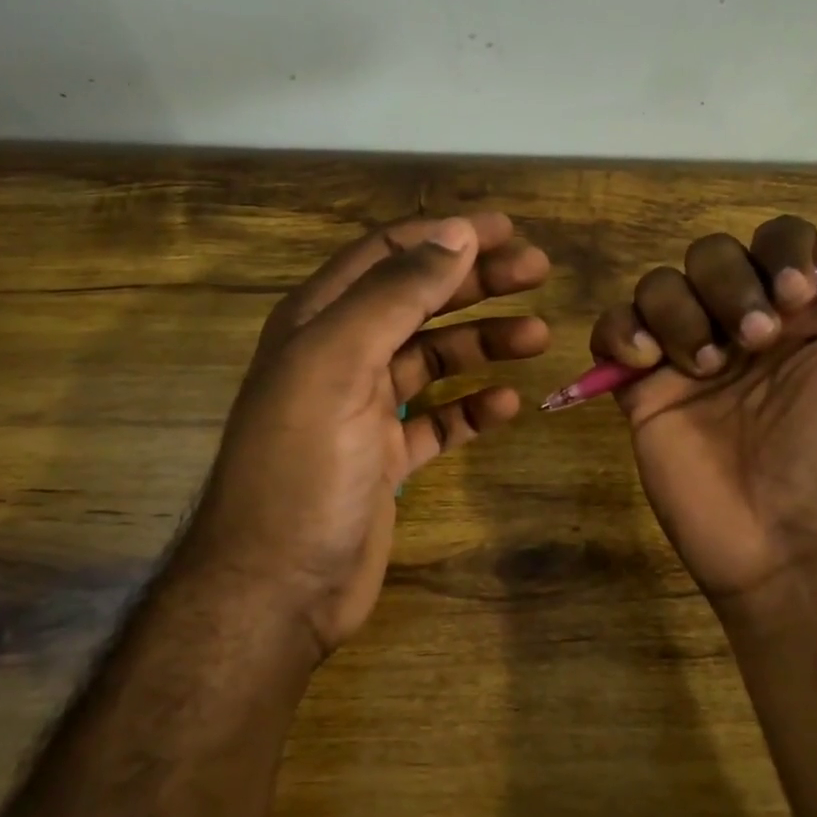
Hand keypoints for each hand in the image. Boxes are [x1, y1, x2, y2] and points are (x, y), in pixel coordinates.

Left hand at [186, 213, 550, 656]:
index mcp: (319, 321)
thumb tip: (454, 234)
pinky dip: (473, 408)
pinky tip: (508, 406)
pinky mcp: (387, 456)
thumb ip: (396, 295)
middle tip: (538, 271)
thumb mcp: (341, 364)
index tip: (506, 230)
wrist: (277, 587)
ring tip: (538, 337)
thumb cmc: (304, 466)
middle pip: (419, 300)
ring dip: (484, 342)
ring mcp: (365, 408)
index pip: (388, 255)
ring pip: (435, 358)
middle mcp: (341, 355)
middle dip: (477, 281)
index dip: (445, 236)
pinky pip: (440, 419)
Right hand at [589, 218, 816, 603]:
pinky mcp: (642, 390)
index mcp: (805, 316)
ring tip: (702, 367)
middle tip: (752, 342)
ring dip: (678, 311)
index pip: (779, 241)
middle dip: (728, 283)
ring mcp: (687, 356)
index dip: (780, 251)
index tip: (795, 296)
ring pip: (659, 284)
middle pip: (711, 253)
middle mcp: (742, 325)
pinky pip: (612, 331)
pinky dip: (619, 331)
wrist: (793, 542)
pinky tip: (645, 363)